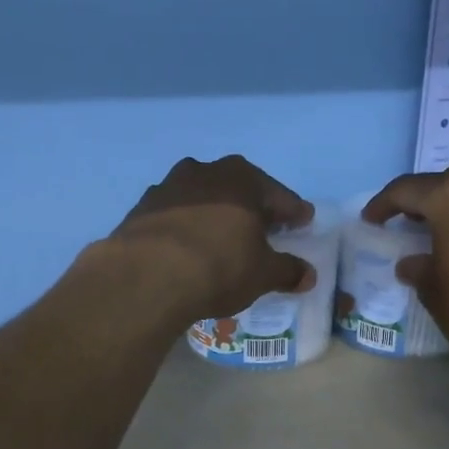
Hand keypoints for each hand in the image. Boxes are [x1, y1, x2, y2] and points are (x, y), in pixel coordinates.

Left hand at [106, 155, 316, 322]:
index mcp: (242, 178)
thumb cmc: (219, 266)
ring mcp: (168, 187)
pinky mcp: (141, 210)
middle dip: (252, 208)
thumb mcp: (263, 274)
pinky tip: (188, 248)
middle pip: (238, 190)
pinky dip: (186, 228)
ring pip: (202, 199)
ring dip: (215, 214)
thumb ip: (287, 270)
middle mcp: (204, 171)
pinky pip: (174, 216)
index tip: (304, 222)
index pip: (279, 195)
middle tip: (265, 228)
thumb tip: (307, 275)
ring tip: (222, 238)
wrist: (146, 276)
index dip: (294, 212)